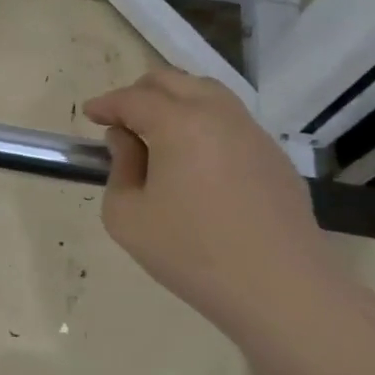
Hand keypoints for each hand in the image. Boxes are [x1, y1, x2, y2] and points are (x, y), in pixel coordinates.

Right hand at [84, 68, 325, 316]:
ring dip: (175, 102)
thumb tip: (128, 143)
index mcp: (179, 123)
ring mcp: (253, 133)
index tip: (90, 115)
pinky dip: (204, 124)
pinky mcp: (275, 158)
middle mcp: (218, 114)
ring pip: (207, 94)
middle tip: (121, 121)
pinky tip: (197, 161)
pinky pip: (231, 122)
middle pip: (172, 81)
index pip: (133, 99)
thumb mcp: (127, 217)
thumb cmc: (193, 254)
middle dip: (139, 93)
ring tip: (158, 134)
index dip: (106, 104)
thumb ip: (119, 170)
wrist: (284, 293)